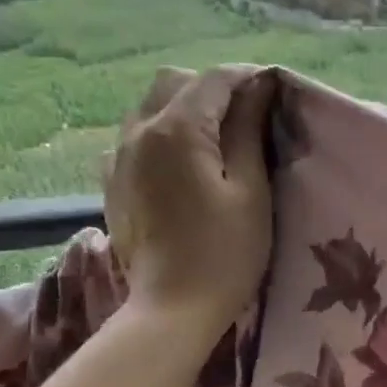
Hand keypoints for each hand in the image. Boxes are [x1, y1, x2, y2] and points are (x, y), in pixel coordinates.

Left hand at [107, 65, 275, 330]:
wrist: (172, 309)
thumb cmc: (224, 254)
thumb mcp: (250, 191)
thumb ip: (249, 132)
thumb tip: (257, 88)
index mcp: (177, 130)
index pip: (215, 80)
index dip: (248, 77)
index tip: (274, 88)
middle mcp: (138, 131)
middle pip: (174, 83)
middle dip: (212, 87)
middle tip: (246, 113)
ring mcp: (118, 157)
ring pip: (149, 107)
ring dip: (183, 108)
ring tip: (214, 136)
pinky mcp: (112, 183)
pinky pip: (134, 139)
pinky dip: (160, 135)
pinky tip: (180, 163)